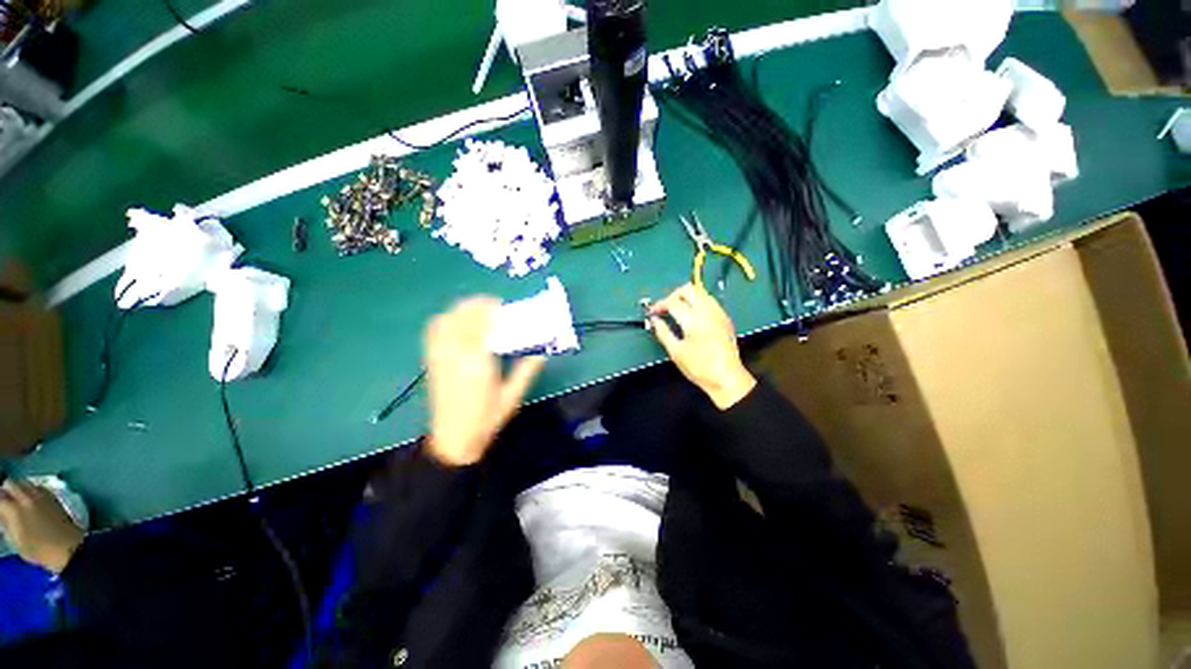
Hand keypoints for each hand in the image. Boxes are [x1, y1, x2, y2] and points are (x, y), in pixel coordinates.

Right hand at [0, 480, 84, 573]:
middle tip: (4, 502)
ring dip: (18, 488)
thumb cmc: (40, 550)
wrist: (68, 549)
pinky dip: (30, 490)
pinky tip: (30, 501)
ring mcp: (42, 495)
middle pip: (11, 483)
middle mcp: (28, 497)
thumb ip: (6, 522)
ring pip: (24, 482)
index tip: (0, 508)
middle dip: (5, 490)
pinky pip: (37, 486)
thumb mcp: (16, 540)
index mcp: (15, 509)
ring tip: (16, 501)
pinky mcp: (53, 496)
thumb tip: (3, 512)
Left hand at [424, 297, 545, 465]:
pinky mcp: (431, 362)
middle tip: (492, 304)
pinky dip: (445, 320)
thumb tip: (541, 355)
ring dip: (460, 310)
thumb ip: (526, 373)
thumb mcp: (512, 397)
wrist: (453, 440)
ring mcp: (440, 357)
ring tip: (475, 310)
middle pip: (461, 318)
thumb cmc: (485, 420)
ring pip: (445, 322)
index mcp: (478, 363)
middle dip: (476, 305)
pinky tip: (456, 322)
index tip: (501, 305)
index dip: (490, 311)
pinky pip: (434, 333)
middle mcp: (455, 355)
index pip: (482, 326)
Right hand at [648, 284, 756, 409]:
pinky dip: (697, 301)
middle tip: (665, 308)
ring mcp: (719, 313)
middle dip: (673, 295)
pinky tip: (691, 315)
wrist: (727, 378)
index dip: (659, 305)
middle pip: (688, 289)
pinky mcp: (725, 318)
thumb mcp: (676, 352)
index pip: (673, 302)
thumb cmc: (699, 368)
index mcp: (694, 320)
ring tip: (677, 310)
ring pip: (700, 292)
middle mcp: (708, 311)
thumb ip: (663, 332)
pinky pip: (709, 300)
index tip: (652, 312)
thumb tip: (654, 319)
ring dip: (686, 296)